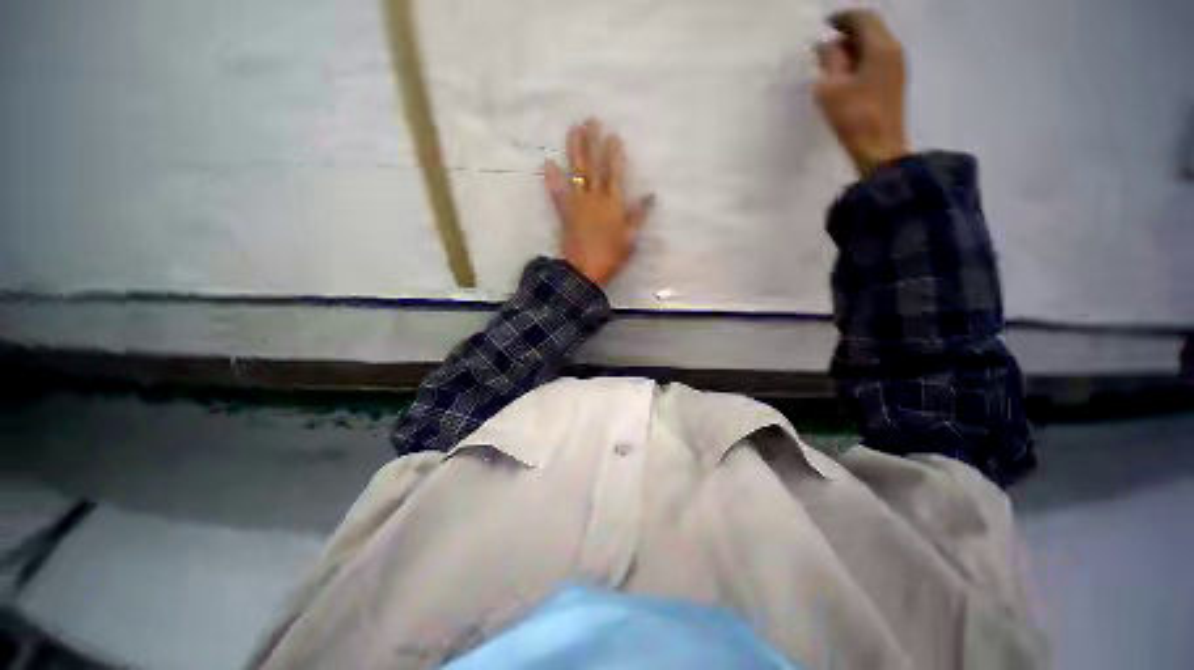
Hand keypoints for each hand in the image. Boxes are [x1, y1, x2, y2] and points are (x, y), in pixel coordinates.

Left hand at [544, 119, 653, 286]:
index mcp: (612, 203)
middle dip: (592, 142)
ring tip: (572, 130)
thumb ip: (638, 216)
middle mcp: (594, 197)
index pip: (614, 172)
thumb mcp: (630, 238)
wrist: (584, 270)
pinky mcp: (564, 212)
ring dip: (573, 150)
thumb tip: (650, 196)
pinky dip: (552, 178)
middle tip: (590, 120)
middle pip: (593, 165)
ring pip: (575, 171)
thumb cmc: (611, 256)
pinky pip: (557, 192)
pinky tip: (547, 162)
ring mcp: (577, 203)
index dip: (614, 153)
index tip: (613, 134)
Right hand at [814, 10, 908, 175]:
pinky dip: (860, 60)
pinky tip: (845, 76)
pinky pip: (877, 60)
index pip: (862, 18)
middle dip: (847, 33)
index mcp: (881, 47)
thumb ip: (829, 61)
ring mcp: (897, 67)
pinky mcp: (894, 84)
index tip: (823, 26)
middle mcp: (894, 50)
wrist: (879, 150)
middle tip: (824, 46)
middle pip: (871, 29)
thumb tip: (826, 45)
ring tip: (831, 62)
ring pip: (874, 45)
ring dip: (853, 48)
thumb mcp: (832, 88)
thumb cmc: (854, 118)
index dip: (841, 18)